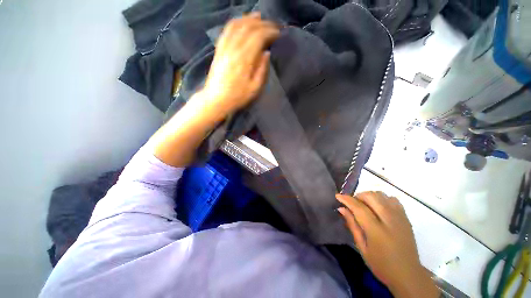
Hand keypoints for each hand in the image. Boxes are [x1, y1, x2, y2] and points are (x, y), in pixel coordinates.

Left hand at [202, 12, 279, 115]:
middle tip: (272, 25)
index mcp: (244, 60)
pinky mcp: (219, 50)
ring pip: (237, 26)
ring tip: (259, 17)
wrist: (216, 99)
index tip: (278, 33)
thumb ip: (262, 70)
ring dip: (249, 19)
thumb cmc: (237, 97)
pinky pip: (226, 31)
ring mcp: (224, 48)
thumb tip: (267, 53)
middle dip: (263, 24)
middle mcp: (234, 49)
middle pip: (248, 28)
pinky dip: (235, 23)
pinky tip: (241, 22)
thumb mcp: (254, 88)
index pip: (258, 37)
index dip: (270, 32)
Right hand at [336, 192, 438, 297]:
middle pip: (371, 196)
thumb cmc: (381, 264)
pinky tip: (378, 207)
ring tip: (364, 205)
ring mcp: (400, 217)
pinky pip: (392, 199)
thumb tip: (341, 209)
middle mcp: (389, 220)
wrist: (408, 274)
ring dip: (369, 196)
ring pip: (382, 195)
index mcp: (377, 231)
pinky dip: (382, 199)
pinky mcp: (406, 217)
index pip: (359, 208)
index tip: (338, 196)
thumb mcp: (362, 248)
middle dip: (358, 196)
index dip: (347, 199)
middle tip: (352, 203)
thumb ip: (352, 225)